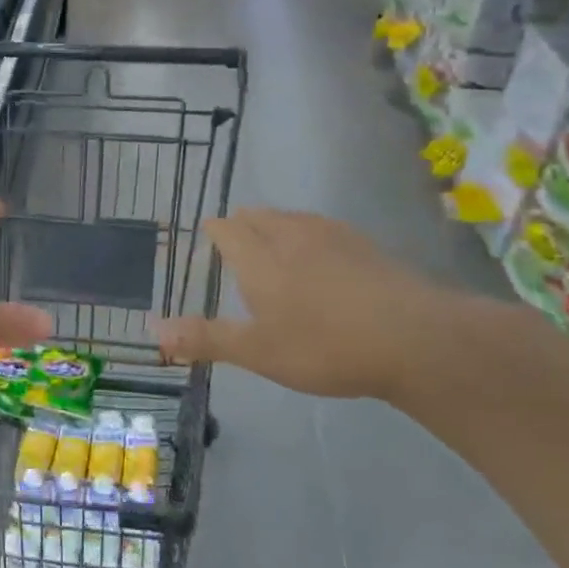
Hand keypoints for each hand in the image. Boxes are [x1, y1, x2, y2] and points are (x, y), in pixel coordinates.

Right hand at [159, 209, 473, 402]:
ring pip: (293, 218)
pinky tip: (322, 258)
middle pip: (259, 216)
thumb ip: (205, 338)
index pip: (227, 228)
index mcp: (260, 257)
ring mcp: (333, 236)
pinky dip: (309, 235)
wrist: (416, 339)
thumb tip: (152, 330)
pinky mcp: (367, 246)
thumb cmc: (324, 346)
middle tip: (235, 242)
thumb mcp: (257, 352)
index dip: (214, 231)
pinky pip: (324, 228)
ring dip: (276, 226)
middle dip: (242, 225)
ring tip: (273, 245)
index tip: (208, 237)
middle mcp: (292, 235)